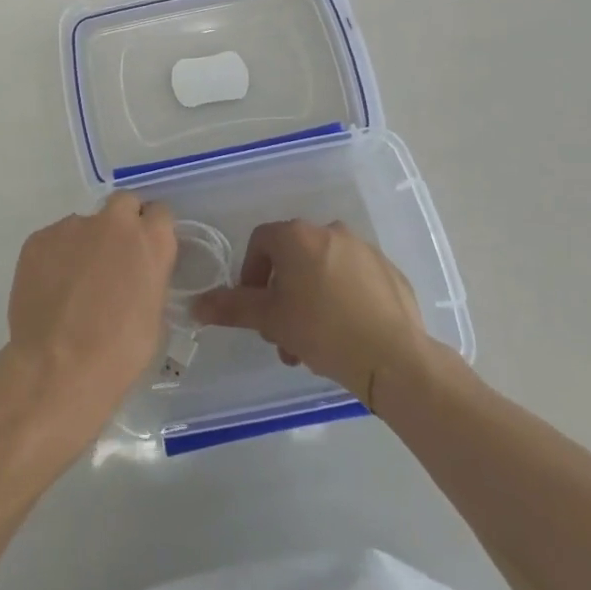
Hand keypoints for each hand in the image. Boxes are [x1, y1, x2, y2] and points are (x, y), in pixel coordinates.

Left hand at [4, 193, 175, 444]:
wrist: (59, 368)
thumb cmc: (119, 352)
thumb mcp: (153, 315)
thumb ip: (147, 278)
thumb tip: (135, 274)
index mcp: (150, 240)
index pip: (160, 213)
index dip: (152, 230)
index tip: (145, 250)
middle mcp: (113, 222)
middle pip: (123, 203)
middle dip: (121, 222)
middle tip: (113, 257)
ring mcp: (72, 226)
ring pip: (83, 225)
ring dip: (84, 244)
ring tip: (73, 285)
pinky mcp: (39, 238)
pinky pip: (54, 240)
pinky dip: (55, 258)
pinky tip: (50, 290)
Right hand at [191, 219, 440, 402]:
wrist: (394, 358)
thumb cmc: (322, 330)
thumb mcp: (269, 320)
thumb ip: (231, 307)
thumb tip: (195, 305)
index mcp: (297, 236)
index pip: (260, 242)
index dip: (251, 274)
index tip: (255, 308)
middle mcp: (329, 231)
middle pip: (293, 258)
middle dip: (282, 295)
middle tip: (283, 334)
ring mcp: (364, 249)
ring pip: (324, 270)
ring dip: (311, 300)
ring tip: (313, 344)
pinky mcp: (389, 271)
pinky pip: (355, 280)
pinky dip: (343, 299)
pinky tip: (346, 334)